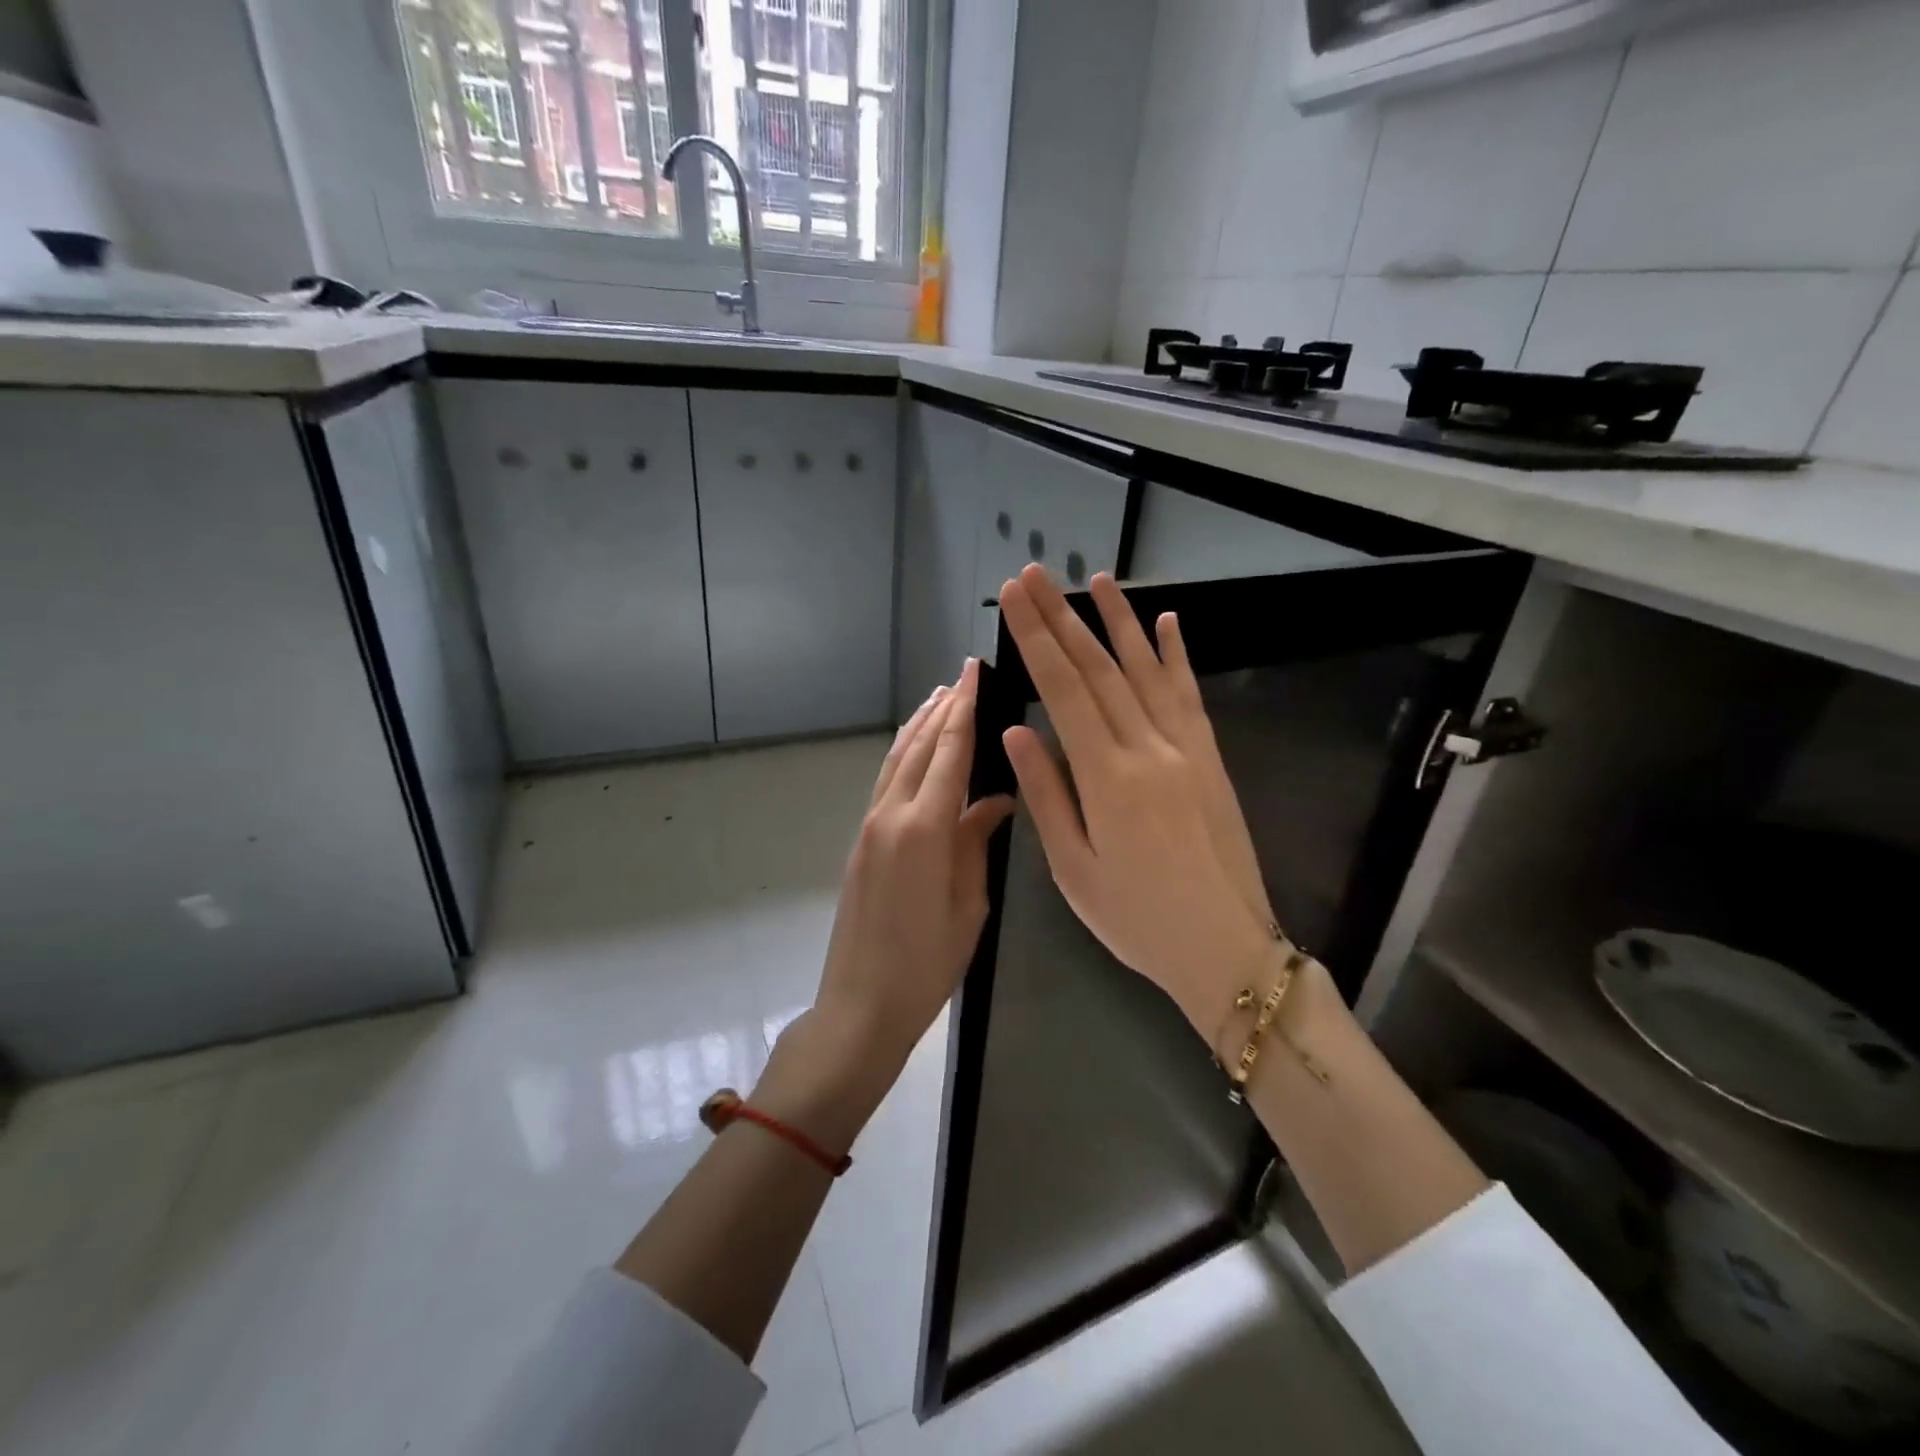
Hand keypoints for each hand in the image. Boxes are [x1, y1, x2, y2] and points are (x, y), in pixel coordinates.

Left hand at [761, 661, 1013, 1149]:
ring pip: (896, 760)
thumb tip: (996, 800)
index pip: (949, 754)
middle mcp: (891, 815)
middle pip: (918, 747)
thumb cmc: (927, 962)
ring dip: (917, 727)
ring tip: (938, 699)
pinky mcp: (862, 840)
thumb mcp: (968, 904)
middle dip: (942, 709)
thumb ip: (978, 842)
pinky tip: (914, 749)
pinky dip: (902, 755)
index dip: (964, 710)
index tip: (974, 672)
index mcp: (925, 829)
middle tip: (963, 677)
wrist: (862, 1002)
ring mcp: (870, 826)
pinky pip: (886, 782)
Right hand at [998, 565, 1274, 1036]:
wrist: (1226, 947)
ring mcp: (1186, 749)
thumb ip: (1046, 794)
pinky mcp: (1211, 759)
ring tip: (1095, 579)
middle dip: (1063, 617)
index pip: (1064, 691)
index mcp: (1107, 779)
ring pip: (1146, 670)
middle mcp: (1148, 749)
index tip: (1015, 599)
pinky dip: (1175, 655)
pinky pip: (1189, 695)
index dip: (1037, 640)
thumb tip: (1017, 730)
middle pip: (1099, 669)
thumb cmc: (1137, 919)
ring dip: (1118, 621)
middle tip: (1036, 575)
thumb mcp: (1074, 869)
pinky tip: (1166, 622)